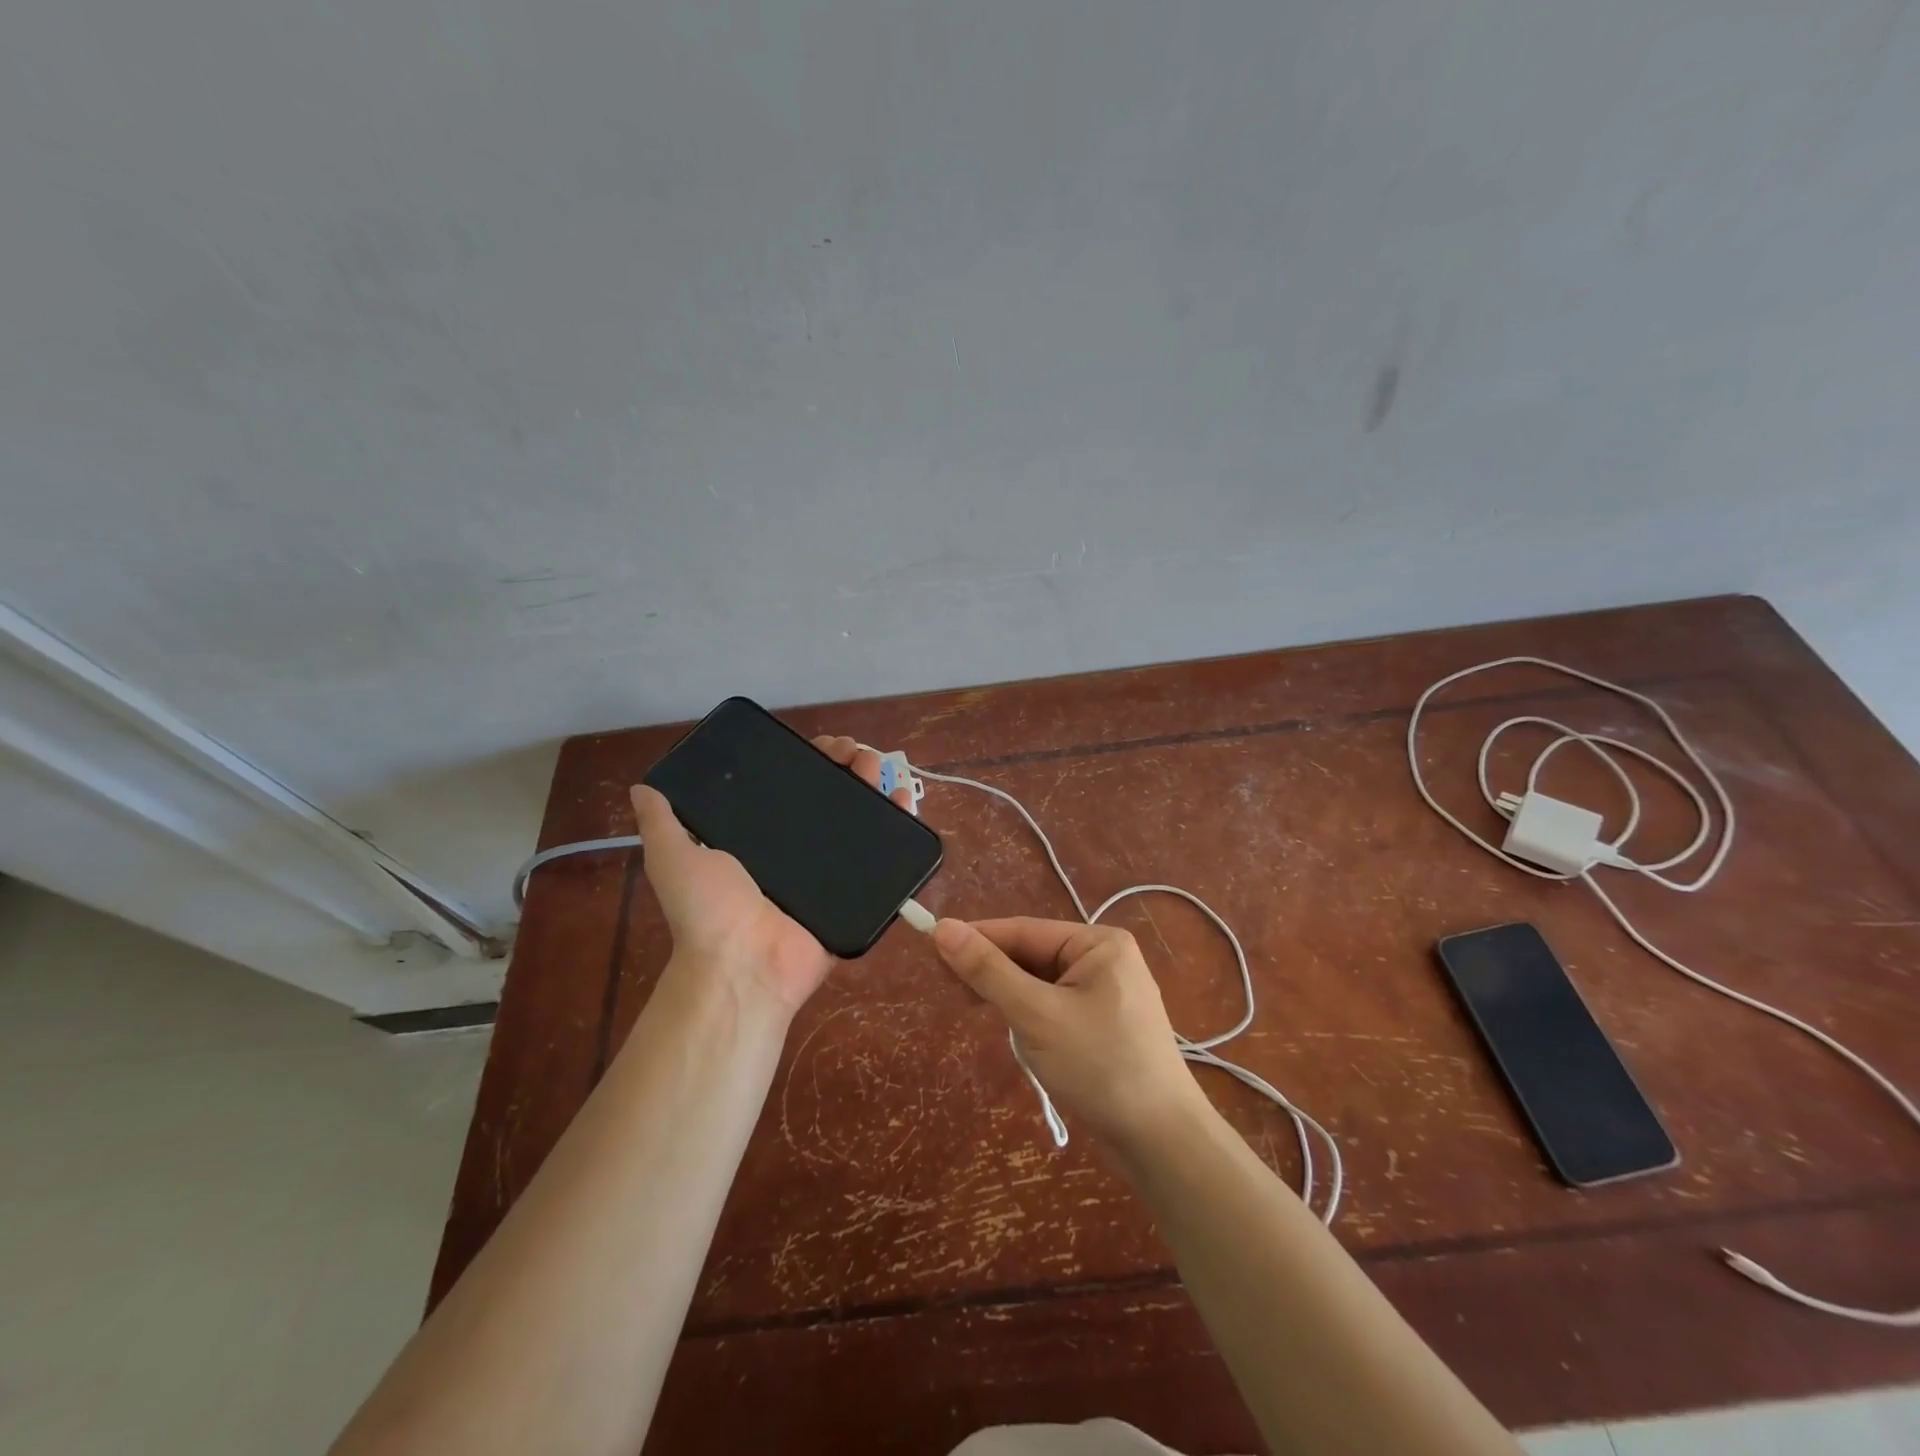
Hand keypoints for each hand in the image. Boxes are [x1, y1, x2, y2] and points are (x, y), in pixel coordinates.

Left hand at [630, 735, 913, 1012]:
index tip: (822, 744)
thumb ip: (662, 822)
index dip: (808, 761)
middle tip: (855, 752)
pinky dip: (899, 823)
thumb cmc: (709, 910)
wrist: (744, 965)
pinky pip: (884, 855)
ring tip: (878, 766)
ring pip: (859, 817)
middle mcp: (799, 849)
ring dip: (873, 785)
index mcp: (762, 836)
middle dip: (845, 766)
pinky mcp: (856, 891)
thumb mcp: (674, 857)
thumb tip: (643, 785)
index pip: (790, 786)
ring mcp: (831, 871)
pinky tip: (903, 797)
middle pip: (830, 796)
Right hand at [930, 917, 1210, 1147]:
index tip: (931, 945)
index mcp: (1098, 943)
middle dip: (993, 971)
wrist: (1162, 1142)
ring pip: (1041, 983)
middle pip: (1032, 954)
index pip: (1024, 930)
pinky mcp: (1104, 1025)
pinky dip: (1030, 1015)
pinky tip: (1017, 1034)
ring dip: (1010, 997)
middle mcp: (1105, 959)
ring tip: (976, 1011)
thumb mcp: (1036, 1015)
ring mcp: (1107, 993)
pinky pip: (1055, 1006)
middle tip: (949, 988)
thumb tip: (942, 929)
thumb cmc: (1100, 1067)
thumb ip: (988, 971)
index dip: (977, 937)